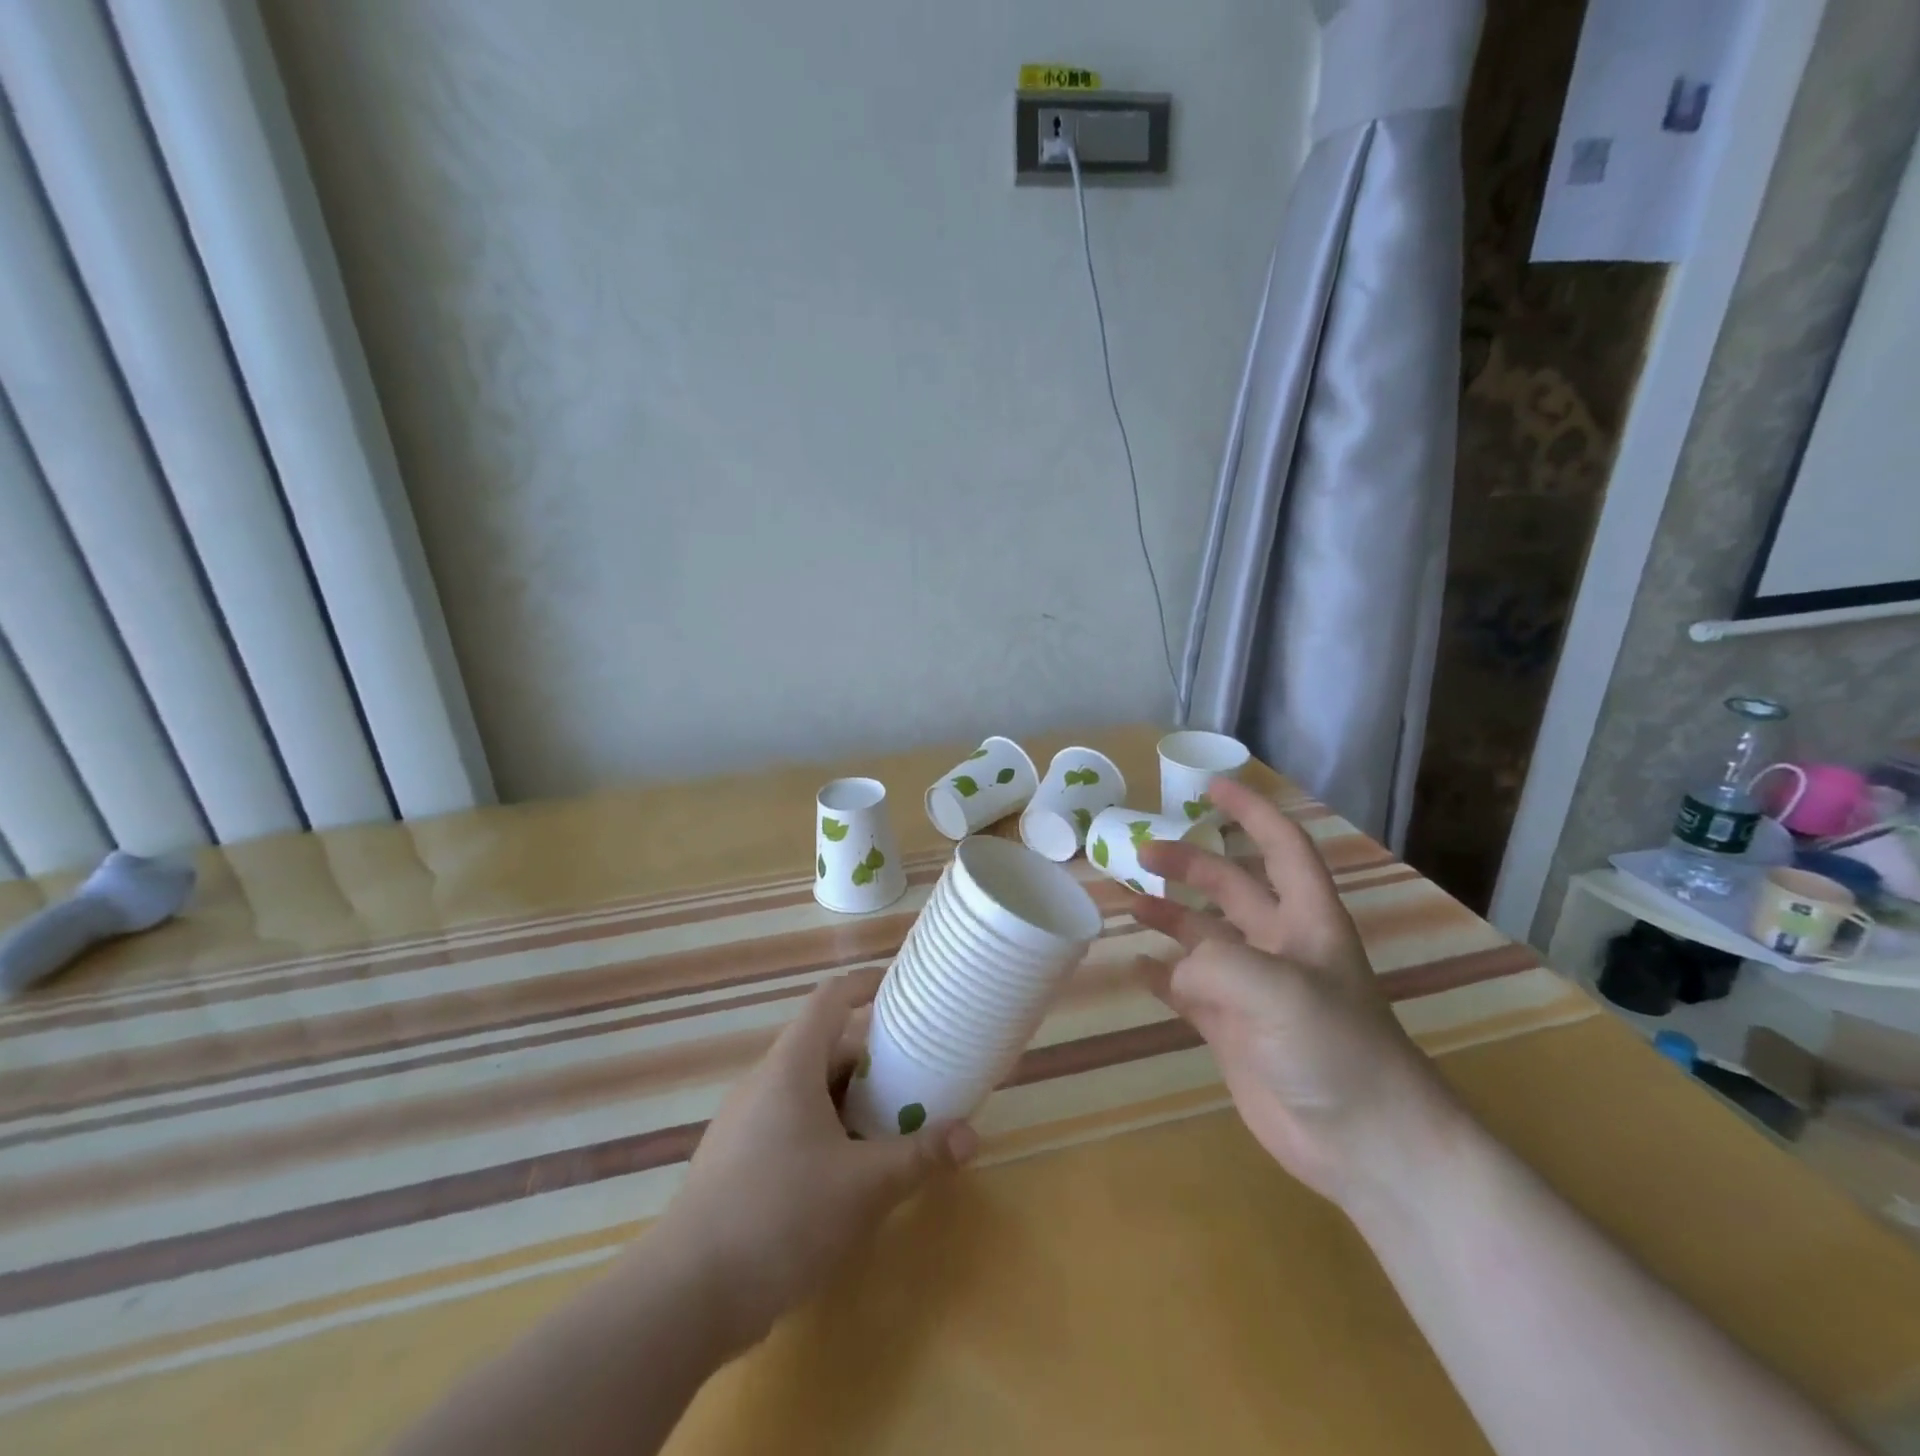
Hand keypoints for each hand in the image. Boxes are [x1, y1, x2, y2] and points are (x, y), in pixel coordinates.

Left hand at [651, 973, 975, 1352]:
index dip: (866, 985)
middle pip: (825, 1047)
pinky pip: (791, 1124)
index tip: (903, 989)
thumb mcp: (864, 1186)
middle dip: (872, 1057)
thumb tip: (972, 1137)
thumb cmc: (781, 1216)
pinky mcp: (737, 1161)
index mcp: (791, 1067)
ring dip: (851, 1099)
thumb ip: (919, 1156)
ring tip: (894, 1122)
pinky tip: (849, 1171)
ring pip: (808, 1090)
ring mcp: (745, 1122)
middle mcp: (765, 1082)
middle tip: (918, 1072)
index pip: (830, 999)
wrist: (685, 1296)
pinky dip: (827, 1129)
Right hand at [1130, 777, 1460, 1210]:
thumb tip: (1170, 970)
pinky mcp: (1232, 1030)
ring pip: (1202, 937)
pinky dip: (1160, 975)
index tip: (1210, 785)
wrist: (1365, 1143)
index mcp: (1306, 920)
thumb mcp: (1278, 990)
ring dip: (1166, 915)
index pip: (1281, 846)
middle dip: (1188, 863)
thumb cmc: (1335, 1050)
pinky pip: (1187, 990)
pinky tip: (1132, 966)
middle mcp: (1279, 946)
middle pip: (1230, 886)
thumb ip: (1215, 963)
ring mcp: (1252, 989)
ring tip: (1125, 902)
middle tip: (1139, 853)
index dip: (1250, 811)